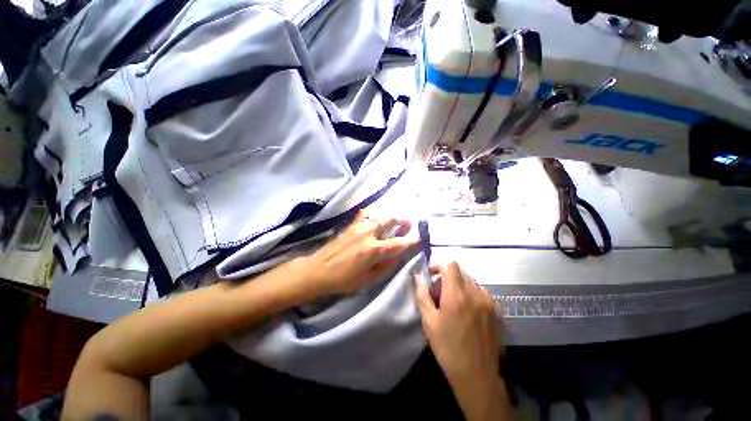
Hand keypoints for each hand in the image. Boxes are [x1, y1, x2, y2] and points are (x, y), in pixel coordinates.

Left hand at [308, 211, 418, 294]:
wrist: (319, 270)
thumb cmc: (344, 279)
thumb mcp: (369, 279)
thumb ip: (387, 266)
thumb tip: (399, 255)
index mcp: (374, 249)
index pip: (399, 242)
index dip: (411, 240)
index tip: (419, 237)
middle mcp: (368, 234)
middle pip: (390, 220)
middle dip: (402, 220)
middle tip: (408, 223)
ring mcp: (359, 227)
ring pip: (379, 215)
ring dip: (390, 216)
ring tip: (395, 220)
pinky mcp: (351, 225)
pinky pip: (365, 214)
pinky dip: (373, 215)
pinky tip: (374, 218)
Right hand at [415, 262, 511, 420]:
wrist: (476, 375)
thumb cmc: (447, 347)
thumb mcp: (429, 321)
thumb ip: (422, 294)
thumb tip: (417, 276)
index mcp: (456, 294)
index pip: (451, 265)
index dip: (439, 266)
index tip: (432, 275)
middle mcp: (474, 293)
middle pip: (460, 272)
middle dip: (448, 276)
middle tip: (440, 291)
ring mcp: (488, 301)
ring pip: (471, 281)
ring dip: (460, 284)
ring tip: (454, 301)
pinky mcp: (496, 310)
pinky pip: (481, 292)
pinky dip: (472, 293)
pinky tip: (468, 309)